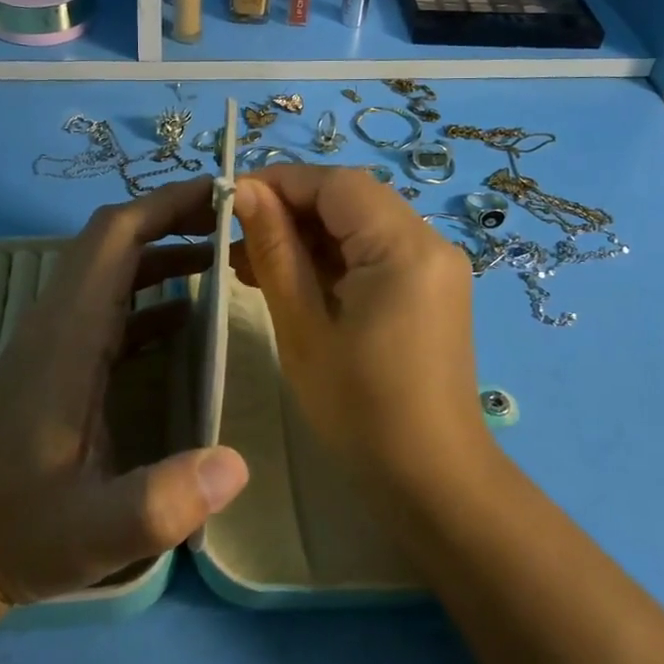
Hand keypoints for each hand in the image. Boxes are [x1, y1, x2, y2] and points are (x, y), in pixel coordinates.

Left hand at [0, 177, 250, 621]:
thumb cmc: (14, 531)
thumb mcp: (91, 530)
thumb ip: (160, 502)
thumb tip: (238, 463)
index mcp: (68, 334)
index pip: (115, 237)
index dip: (166, 204)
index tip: (223, 192)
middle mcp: (60, 321)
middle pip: (116, 240)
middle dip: (175, 218)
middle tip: (237, 219)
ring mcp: (57, 340)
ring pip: (113, 270)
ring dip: (165, 253)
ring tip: (225, 256)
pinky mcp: (59, 363)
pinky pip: (111, 308)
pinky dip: (151, 295)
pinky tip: (188, 318)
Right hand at [231, 165, 490, 500]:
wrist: (432, 481)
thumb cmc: (360, 409)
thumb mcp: (303, 326)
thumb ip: (274, 249)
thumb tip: (242, 190)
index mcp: (404, 247)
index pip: (335, 183)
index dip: (279, 182)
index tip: (228, 199)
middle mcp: (429, 243)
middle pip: (350, 198)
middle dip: (289, 209)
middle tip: (236, 239)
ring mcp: (435, 266)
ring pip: (359, 223)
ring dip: (307, 234)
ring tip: (251, 263)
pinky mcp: (430, 288)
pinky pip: (374, 251)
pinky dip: (332, 257)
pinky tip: (290, 280)